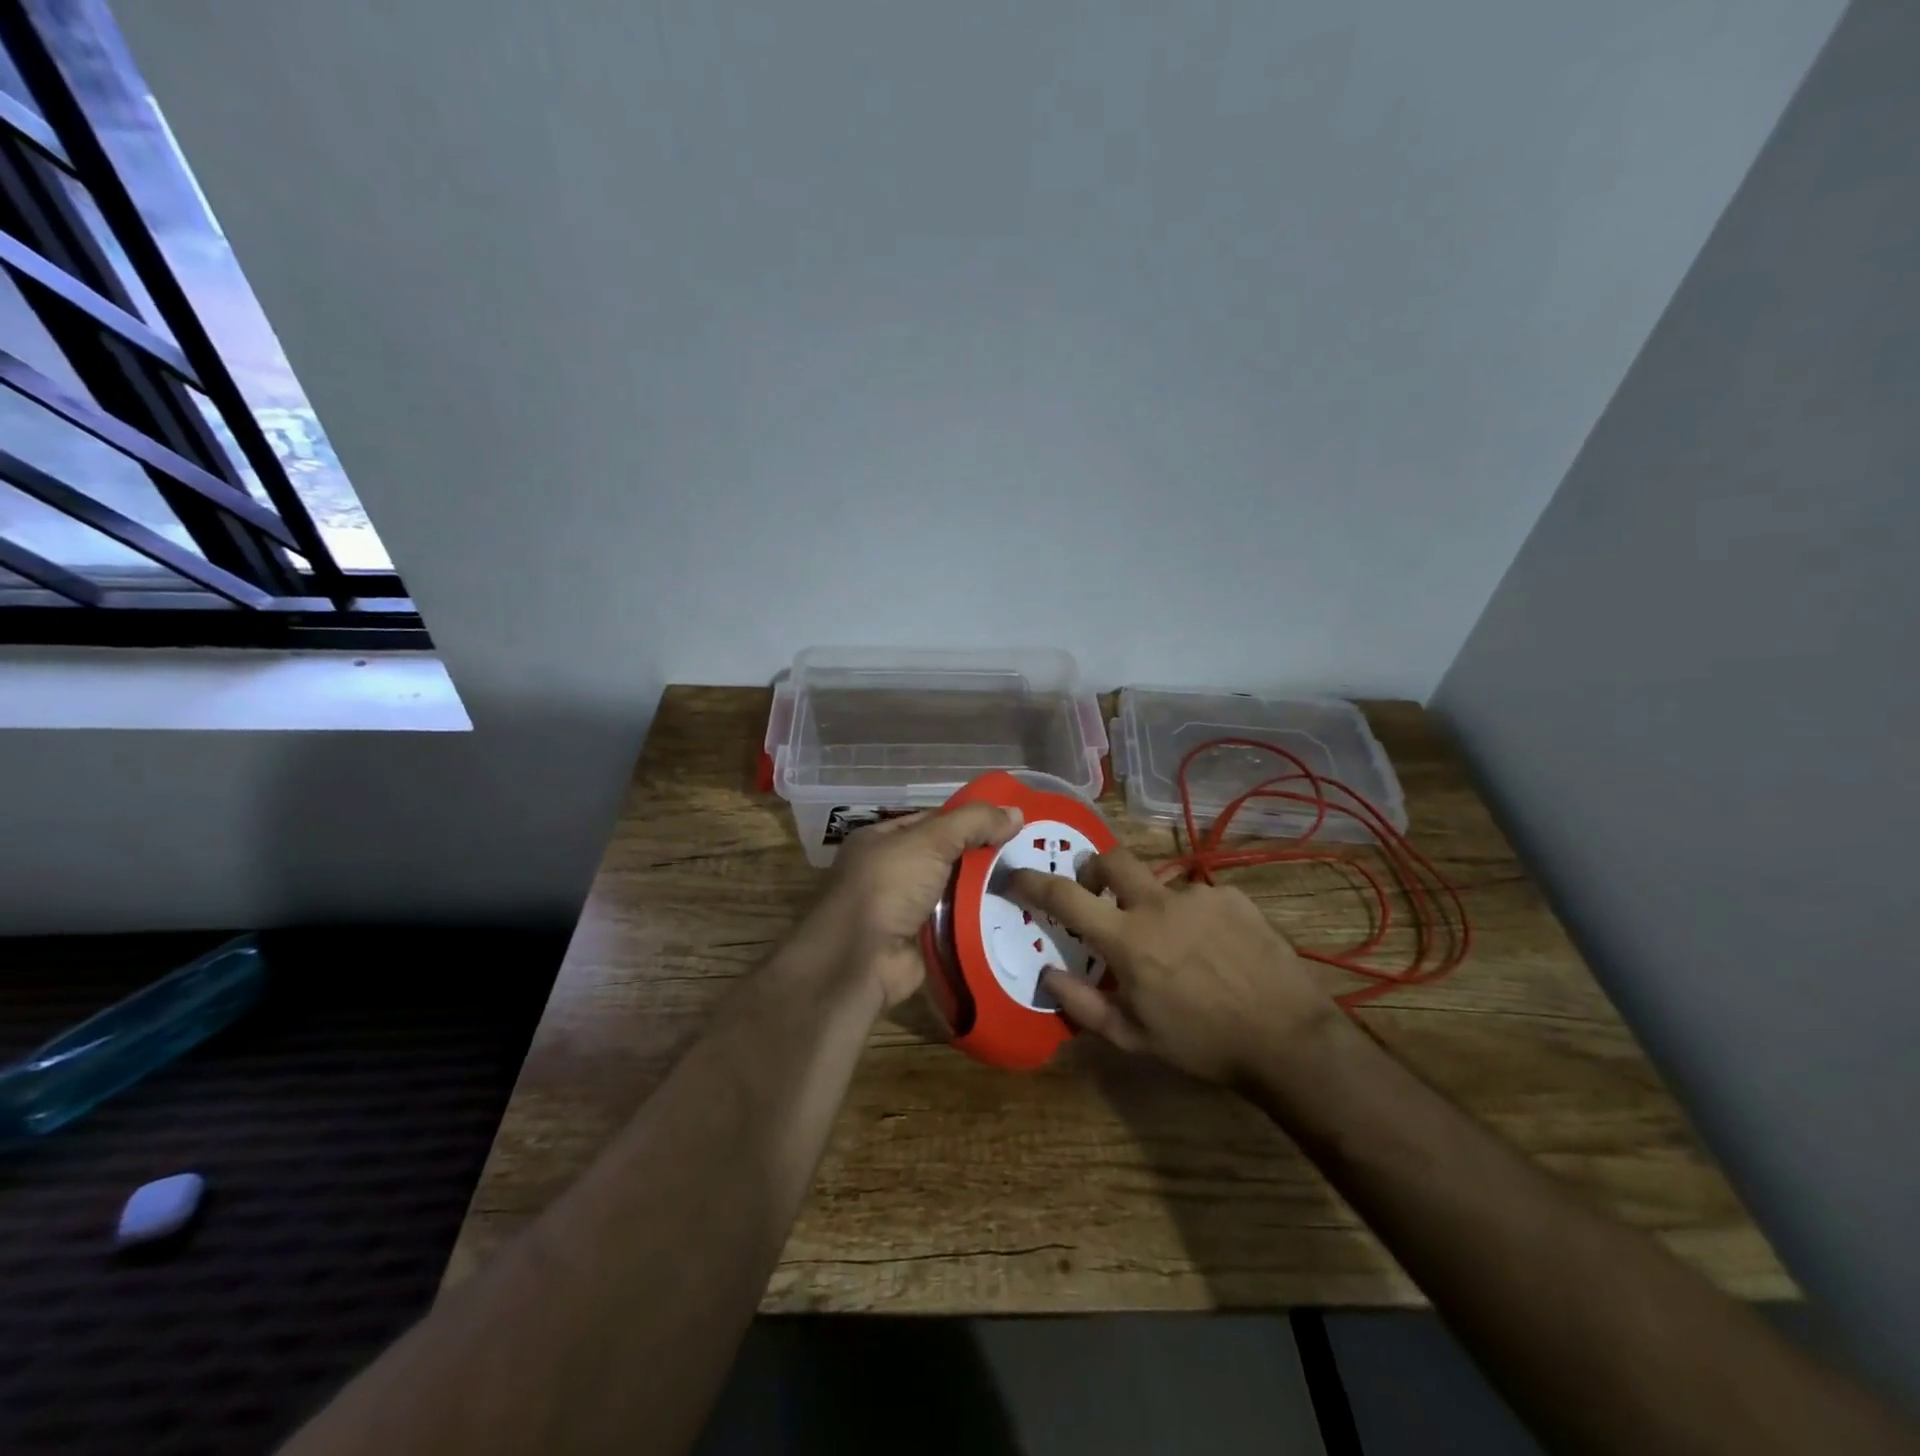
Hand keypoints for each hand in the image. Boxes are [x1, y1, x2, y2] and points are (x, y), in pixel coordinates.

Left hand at [805, 804, 1024, 1009]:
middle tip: (1029, 853)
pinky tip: (1015, 915)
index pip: (933, 821)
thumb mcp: (929, 841)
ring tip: (1029, 883)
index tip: (1010, 822)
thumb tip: (1016, 812)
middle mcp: (890, 872)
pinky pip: (956, 924)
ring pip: (954, 892)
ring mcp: (904, 909)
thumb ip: (972, 823)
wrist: (860, 961)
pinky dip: (979, 920)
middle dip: (982, 856)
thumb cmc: (888, 887)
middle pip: (946, 857)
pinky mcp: (920, 942)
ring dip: (985, 890)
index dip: (969, 819)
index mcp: (881, 840)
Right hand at [1007, 848, 1336, 1084]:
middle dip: (1094, 870)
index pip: (1065, 896)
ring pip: (1160, 883)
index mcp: (1127, 938)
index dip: (1032, 882)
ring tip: (1175, 946)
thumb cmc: (1201, 1043)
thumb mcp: (1133, 1037)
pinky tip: (1212, 948)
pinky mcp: (1233, 896)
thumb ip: (1082, 1003)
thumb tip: (1045, 974)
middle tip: (1098, 897)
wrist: (1287, 1038)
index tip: (1015, 877)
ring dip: (1152, 905)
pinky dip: (1191, 915)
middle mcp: (1158, 904)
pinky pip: (1198, 896)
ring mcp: (1199, 894)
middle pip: (1111, 859)